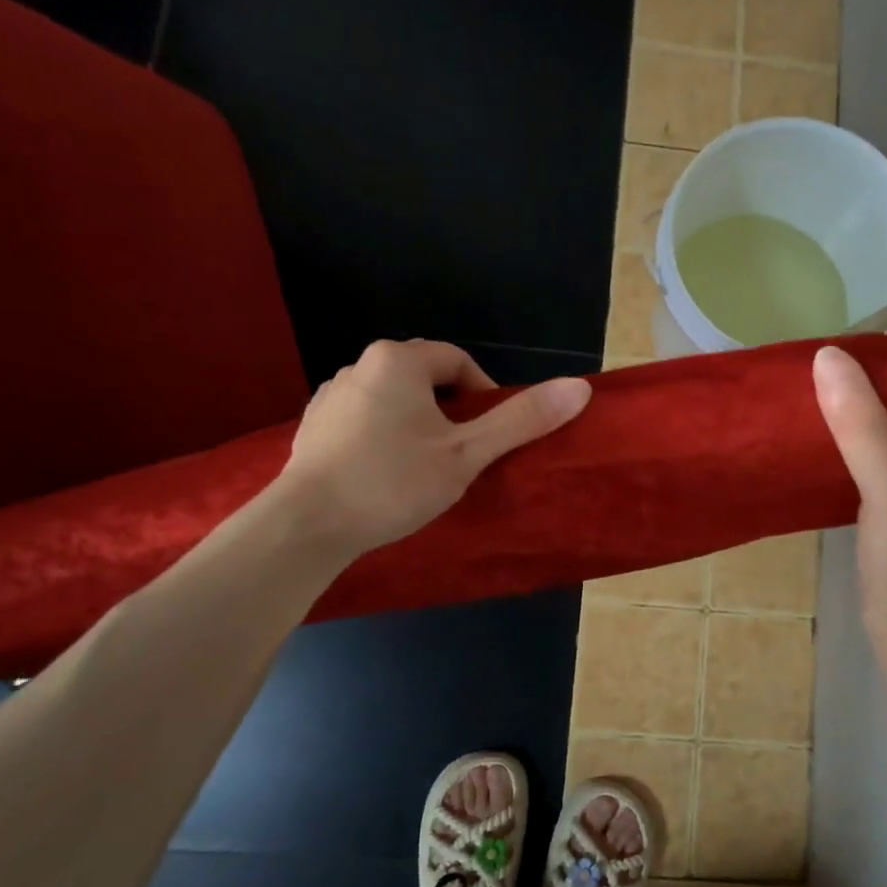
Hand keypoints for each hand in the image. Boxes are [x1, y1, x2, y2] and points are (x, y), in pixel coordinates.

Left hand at [278, 339, 590, 557]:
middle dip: (451, 412)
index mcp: (397, 360)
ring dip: (417, 426)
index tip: (489, 435)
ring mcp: (330, 396)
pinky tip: (385, 475)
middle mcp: (359, 365)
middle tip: (462, 455)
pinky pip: (364, 420)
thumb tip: (580, 387)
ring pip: (394, 401)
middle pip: (425, 379)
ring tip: (425, 470)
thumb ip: (522, 419)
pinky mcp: (313, 426)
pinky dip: (384, 438)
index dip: (485, 395)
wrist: (306, 526)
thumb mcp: (467, 453)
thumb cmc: (393, 482)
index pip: (459, 362)